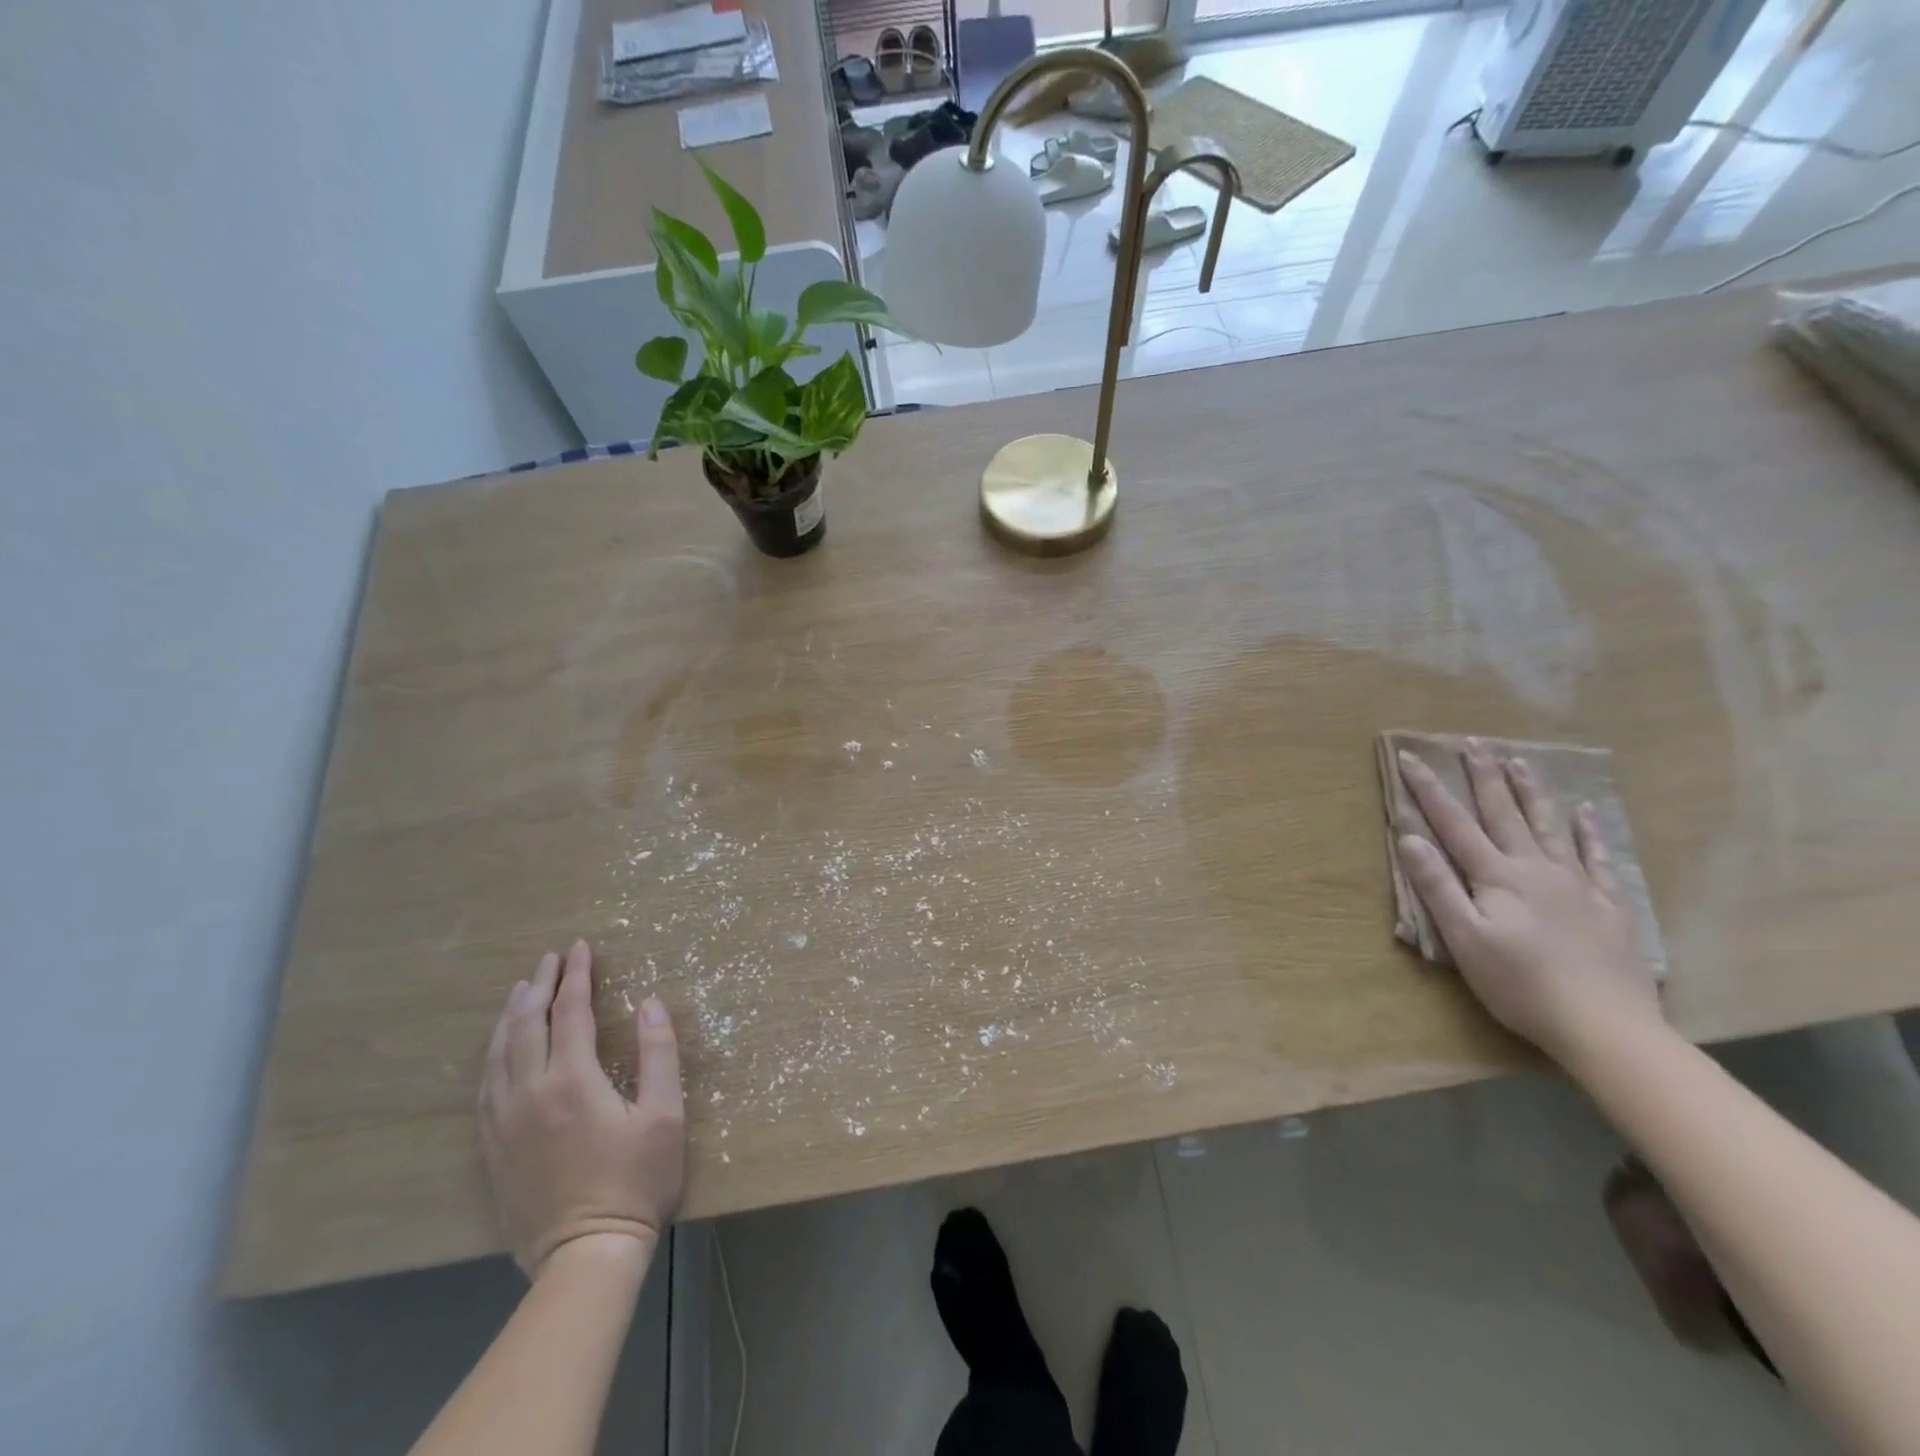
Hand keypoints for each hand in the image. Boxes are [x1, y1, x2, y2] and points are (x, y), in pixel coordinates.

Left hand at [479, 940, 684, 1276]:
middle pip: (527, 1025)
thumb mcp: (664, 1114)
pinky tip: (500, 1048)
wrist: (585, 1254)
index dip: (577, 976)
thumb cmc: (635, 1180)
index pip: (571, 1012)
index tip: (581, 947)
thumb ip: (658, 1053)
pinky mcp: (493, 1147)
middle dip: (539, 985)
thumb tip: (651, 1003)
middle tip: (550, 959)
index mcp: (573, 1080)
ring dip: (512, 1015)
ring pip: (499, 1053)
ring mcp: (505, 1121)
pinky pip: (486, 1086)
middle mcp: (530, 1092)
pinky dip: (494, 1054)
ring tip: (521, 990)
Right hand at [1394, 740, 1663, 1063]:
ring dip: (1531, 791)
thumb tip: (1409, 837)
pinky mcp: (1610, 905)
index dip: (1430, 790)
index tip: (1411, 758)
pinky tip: (1587, 811)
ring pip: (1550, 826)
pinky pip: (1598, 857)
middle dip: (1484, 776)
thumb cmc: (1520, 985)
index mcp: (1497, 877)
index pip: (1455, 824)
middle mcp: (1536, 869)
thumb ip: (1437, 886)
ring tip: (1519, 761)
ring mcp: (1578, 884)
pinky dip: (1590, 832)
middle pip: (1505, 814)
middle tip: (1473, 742)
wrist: (1605, 1026)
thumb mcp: (1464, 939)